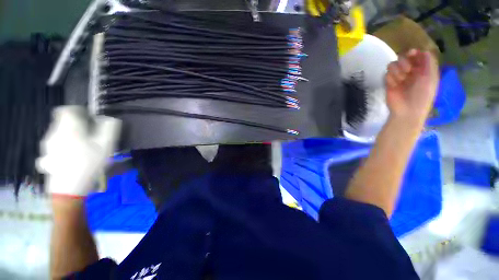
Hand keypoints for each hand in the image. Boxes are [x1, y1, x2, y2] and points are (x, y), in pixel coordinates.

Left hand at [36, 106, 121, 197]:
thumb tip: (108, 118)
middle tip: (90, 137)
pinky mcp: (46, 156)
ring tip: (82, 149)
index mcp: (68, 128)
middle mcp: (54, 133)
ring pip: (59, 134)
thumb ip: (109, 128)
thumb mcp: (106, 145)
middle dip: (76, 126)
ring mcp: (48, 146)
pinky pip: (55, 145)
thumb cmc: (88, 164)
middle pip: (63, 122)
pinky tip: (71, 157)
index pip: (67, 110)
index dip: (78, 111)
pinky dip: (63, 147)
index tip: (89, 119)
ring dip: (70, 136)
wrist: (68, 190)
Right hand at [385, 49, 438, 124]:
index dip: (414, 53)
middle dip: (405, 62)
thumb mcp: (431, 78)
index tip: (411, 53)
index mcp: (422, 70)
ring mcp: (398, 77)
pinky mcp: (388, 83)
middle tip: (407, 70)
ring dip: (397, 70)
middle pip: (403, 57)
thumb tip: (423, 51)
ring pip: (393, 65)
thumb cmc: (422, 95)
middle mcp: (410, 71)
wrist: (407, 110)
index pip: (417, 55)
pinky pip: (386, 74)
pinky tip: (394, 84)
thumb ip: (429, 63)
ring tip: (401, 79)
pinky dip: (391, 78)